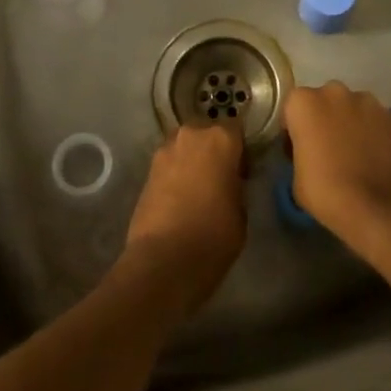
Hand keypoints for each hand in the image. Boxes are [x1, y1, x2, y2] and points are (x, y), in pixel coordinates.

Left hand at [123, 124, 247, 315]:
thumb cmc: (214, 235)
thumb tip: (229, 180)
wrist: (164, 260)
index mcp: (221, 139)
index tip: (244, 170)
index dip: (241, 149)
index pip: (237, 130)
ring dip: (193, 160)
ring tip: (199, 189)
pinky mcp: (146, 170)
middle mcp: (191, 135)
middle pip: (207, 134)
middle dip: (214, 151)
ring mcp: (165, 151)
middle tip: (221, 178)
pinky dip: (176, 174)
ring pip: (186, 147)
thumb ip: (237, 184)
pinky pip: (170, 164)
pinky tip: (180, 198)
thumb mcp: (241, 210)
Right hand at [283, 82, 390, 237]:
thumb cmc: (328, 192)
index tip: (299, 149)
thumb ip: (300, 152)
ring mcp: (369, 102)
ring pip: (354, 108)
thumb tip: (311, 152)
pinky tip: (377, 158)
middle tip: (328, 149)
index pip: (292, 108)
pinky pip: (377, 122)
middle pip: (325, 101)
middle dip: (325, 119)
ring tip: (356, 155)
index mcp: (304, 102)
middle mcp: (335, 92)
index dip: (295, 129)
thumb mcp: (296, 178)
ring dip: (351, 123)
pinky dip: (376, 133)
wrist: (380, 207)